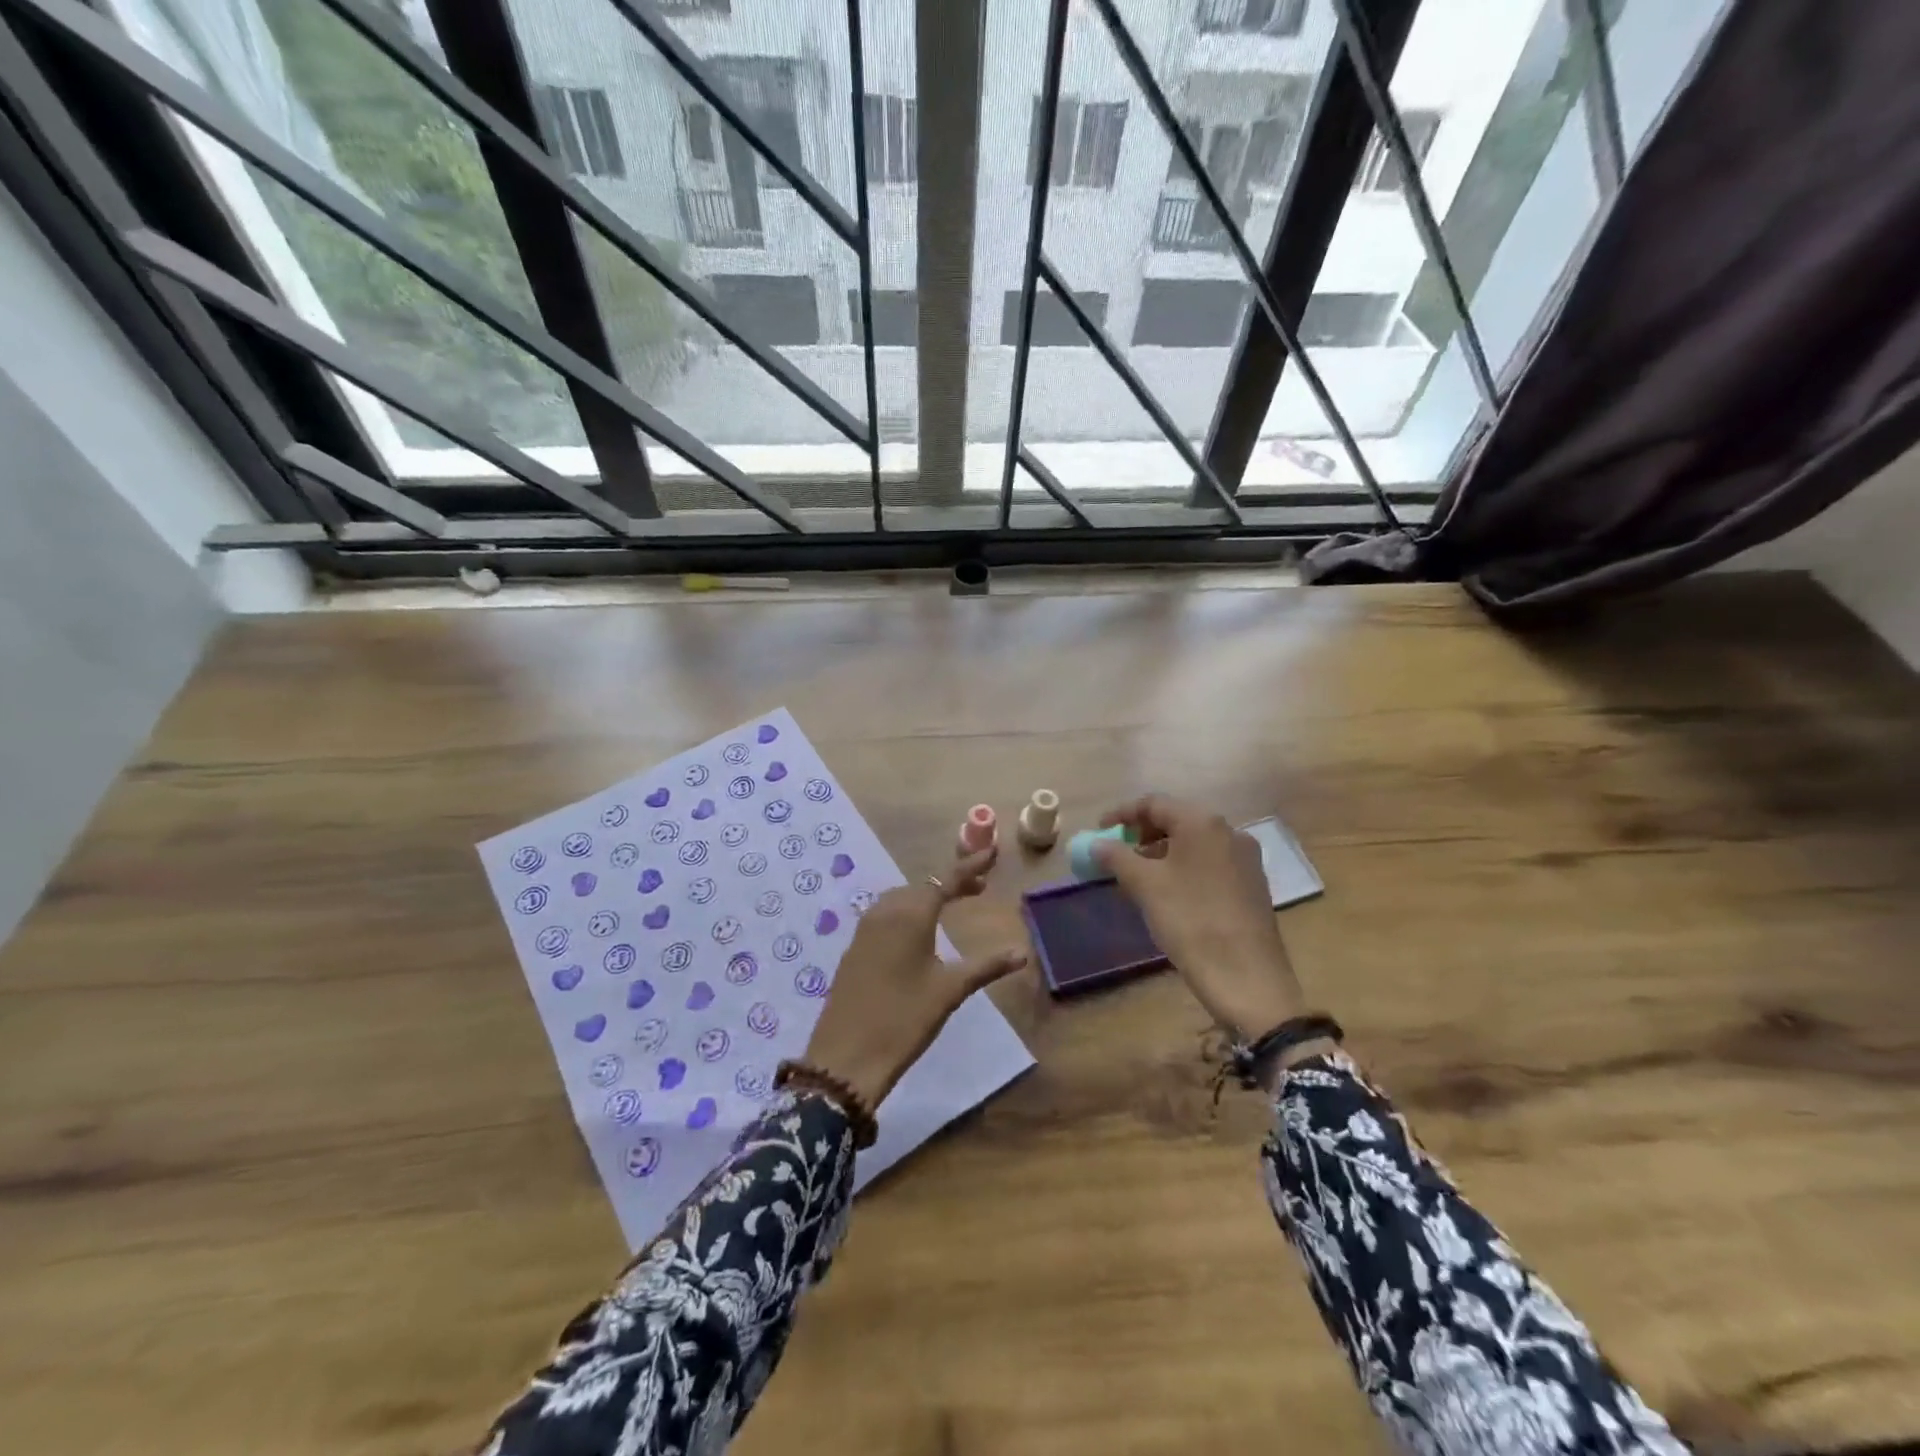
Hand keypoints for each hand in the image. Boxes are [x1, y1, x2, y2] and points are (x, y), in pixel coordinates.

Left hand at [803, 844, 1027, 1110]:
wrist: (846, 1057)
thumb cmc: (904, 1019)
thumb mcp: (949, 991)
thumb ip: (986, 966)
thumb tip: (1022, 952)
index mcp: (911, 915)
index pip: (946, 880)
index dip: (970, 865)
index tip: (991, 852)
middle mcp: (885, 912)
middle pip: (922, 886)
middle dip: (951, 883)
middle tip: (979, 888)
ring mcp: (865, 929)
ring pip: (901, 899)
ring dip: (927, 896)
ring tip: (952, 906)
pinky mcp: (854, 948)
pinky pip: (885, 915)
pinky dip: (907, 911)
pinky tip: (918, 931)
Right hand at [1094, 795, 1306, 1038]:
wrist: (1247, 978)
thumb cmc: (1190, 921)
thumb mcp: (1145, 886)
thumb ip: (1117, 857)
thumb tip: (1096, 843)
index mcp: (1203, 822)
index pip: (1154, 803)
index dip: (1122, 814)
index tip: (1099, 830)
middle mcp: (1229, 831)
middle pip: (1177, 819)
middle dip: (1143, 833)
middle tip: (1117, 852)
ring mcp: (1246, 858)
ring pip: (1194, 843)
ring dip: (1162, 852)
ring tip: (1138, 876)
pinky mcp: (1253, 884)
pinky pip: (1210, 863)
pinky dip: (1184, 867)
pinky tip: (1169, 892)